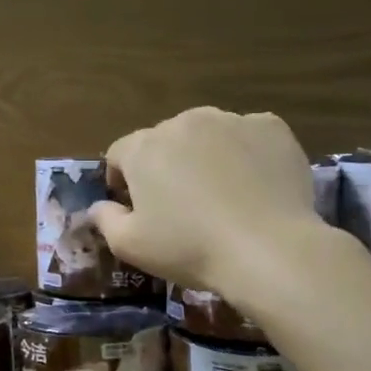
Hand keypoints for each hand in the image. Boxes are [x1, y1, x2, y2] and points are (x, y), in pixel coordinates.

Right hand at [89, 107, 321, 292]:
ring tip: (222, 193)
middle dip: (166, 165)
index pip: (119, 153)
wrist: (269, 250)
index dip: (121, 179)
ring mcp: (230, 120)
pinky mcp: (271, 127)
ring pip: (207, 135)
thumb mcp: (130, 246)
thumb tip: (99, 207)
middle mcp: (183, 122)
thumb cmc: (190, 248)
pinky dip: (247, 154)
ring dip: (206, 156)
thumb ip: (105, 220)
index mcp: (144, 147)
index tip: (135, 206)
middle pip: (165, 140)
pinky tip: (255, 185)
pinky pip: (248, 136)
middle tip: (182, 204)